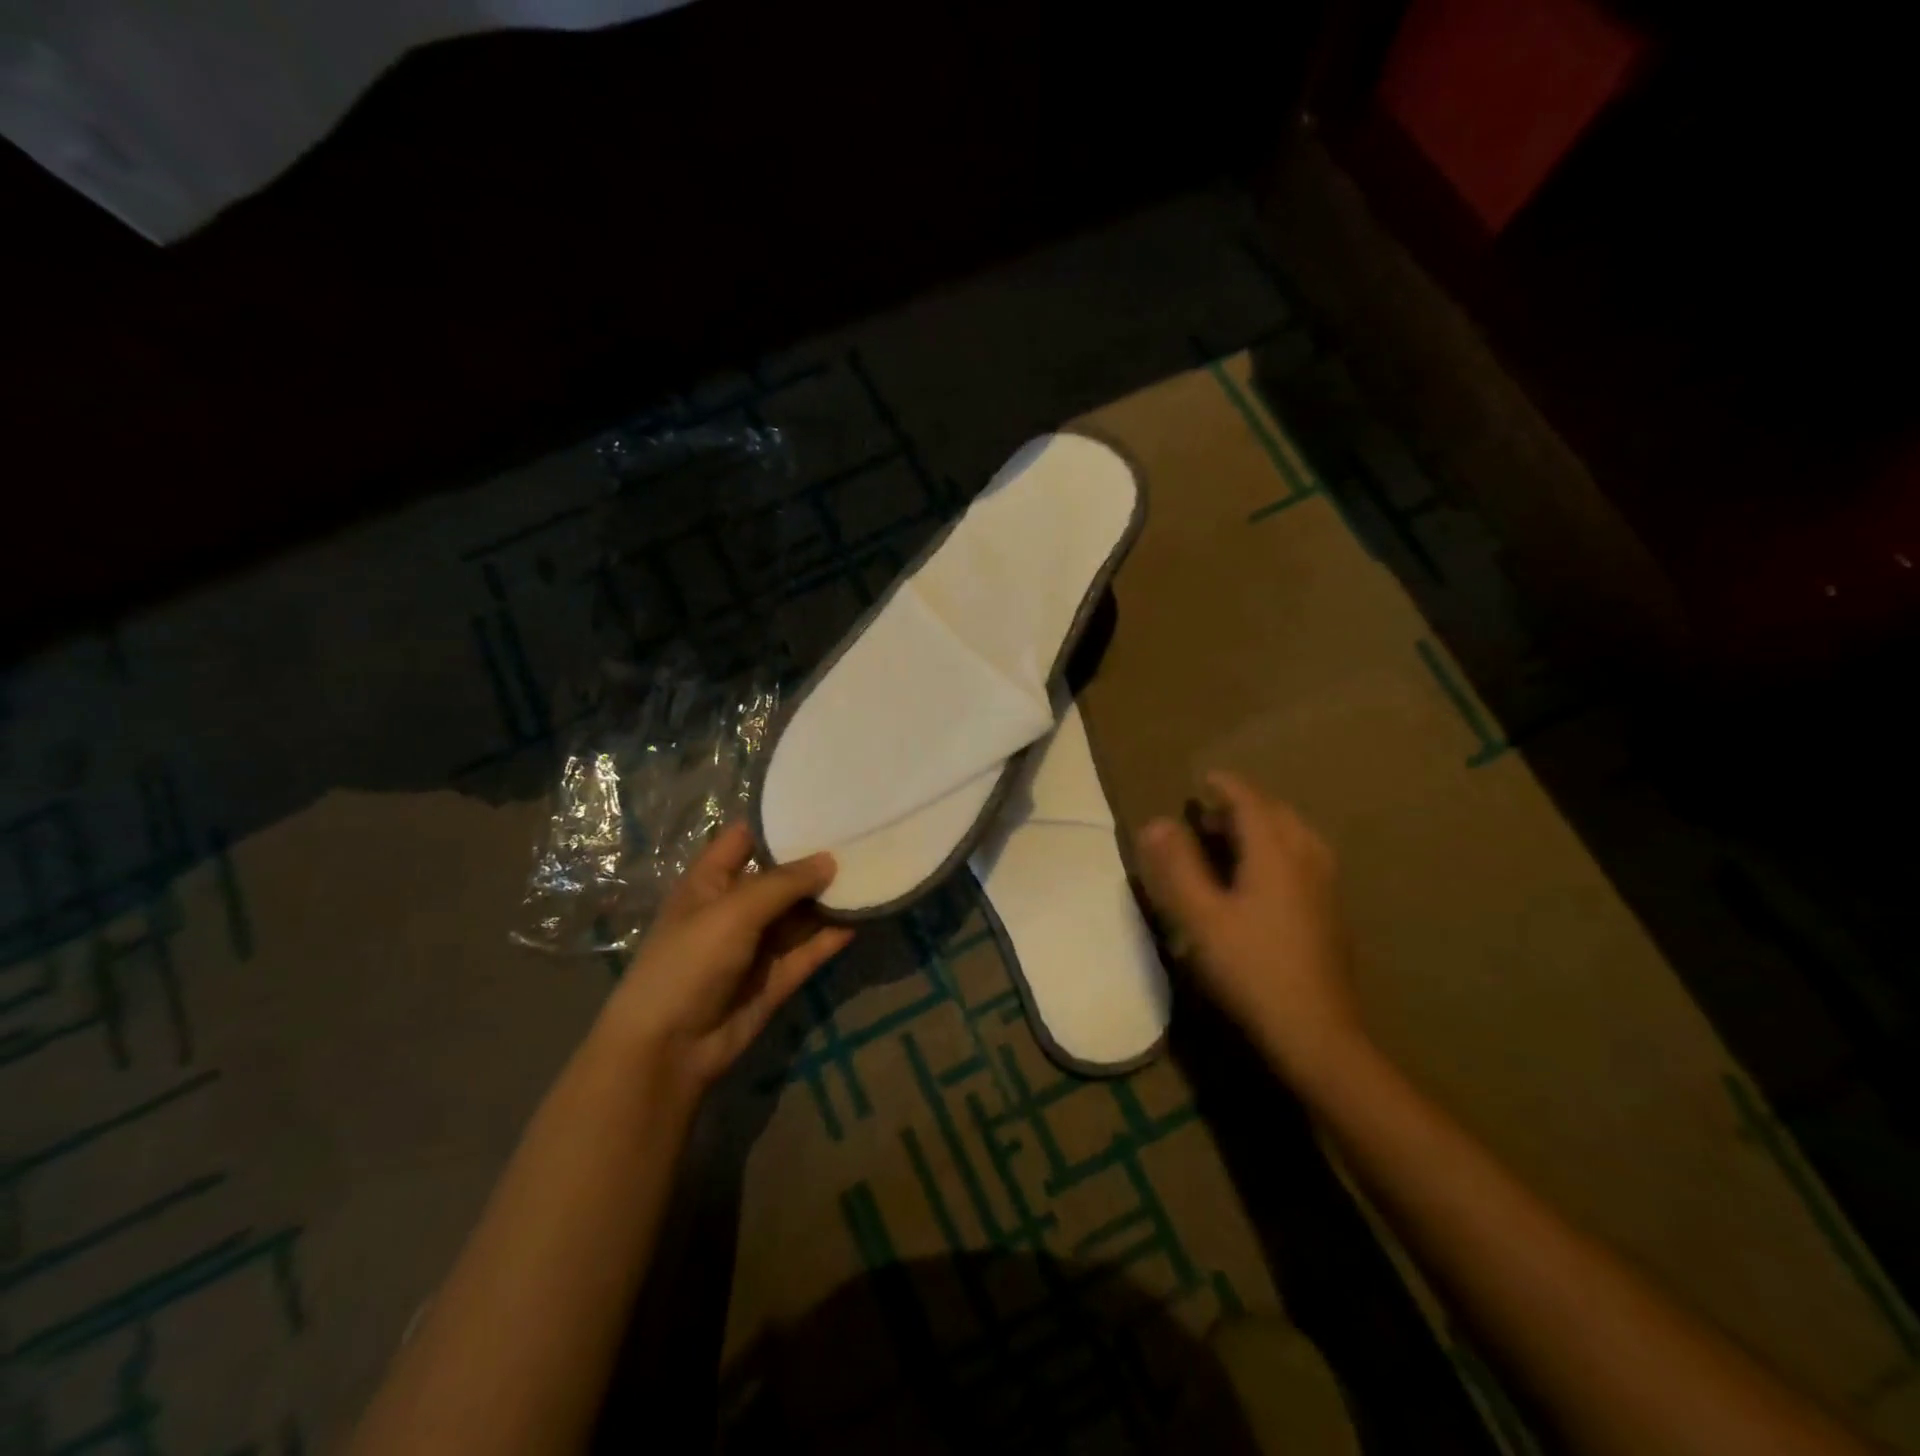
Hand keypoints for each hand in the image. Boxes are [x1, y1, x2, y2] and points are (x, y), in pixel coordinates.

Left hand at [600, 822, 852, 1102]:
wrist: (668, 1050)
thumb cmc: (689, 963)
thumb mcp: (733, 911)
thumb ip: (784, 883)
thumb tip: (830, 860)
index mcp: (710, 882)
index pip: (745, 838)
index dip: (778, 821)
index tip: (823, 803)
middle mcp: (735, 908)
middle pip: (781, 876)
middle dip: (816, 860)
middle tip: (863, 836)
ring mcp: (756, 945)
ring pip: (800, 914)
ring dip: (829, 899)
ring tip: (872, 873)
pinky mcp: (775, 978)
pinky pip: (809, 950)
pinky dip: (831, 937)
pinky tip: (861, 919)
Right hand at [1136, 772, 1366, 1092]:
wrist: (1315, 1032)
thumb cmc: (1250, 968)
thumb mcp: (1200, 917)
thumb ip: (1177, 866)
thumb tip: (1155, 822)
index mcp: (1275, 854)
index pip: (1251, 802)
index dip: (1227, 786)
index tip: (1203, 779)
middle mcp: (1306, 861)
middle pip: (1279, 815)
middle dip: (1246, 804)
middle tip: (1212, 812)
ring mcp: (1325, 889)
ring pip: (1298, 837)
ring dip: (1267, 826)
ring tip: (1238, 838)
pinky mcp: (1331, 915)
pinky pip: (1306, 860)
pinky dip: (1281, 850)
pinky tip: (1266, 878)